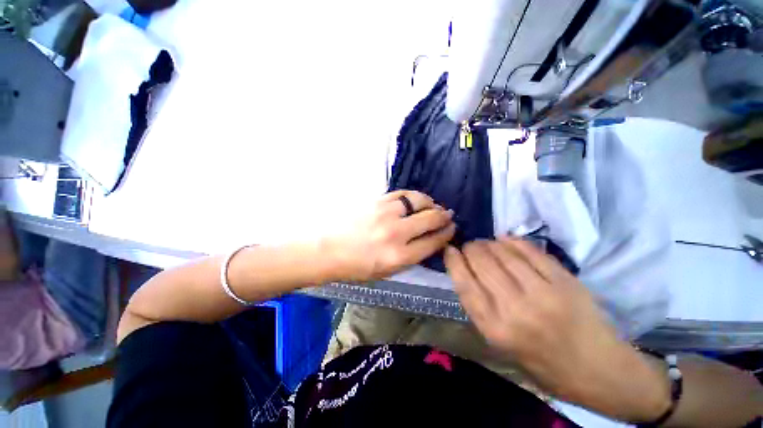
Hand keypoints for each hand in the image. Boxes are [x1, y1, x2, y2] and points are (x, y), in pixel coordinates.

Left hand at [327, 190, 455, 281]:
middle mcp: (395, 233)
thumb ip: (410, 257)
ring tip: (433, 205)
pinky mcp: (376, 201)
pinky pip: (402, 194)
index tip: (452, 228)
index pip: (433, 242)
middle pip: (430, 219)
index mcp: (398, 257)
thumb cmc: (356, 266)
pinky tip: (415, 200)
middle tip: (447, 215)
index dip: (446, 234)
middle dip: (443, 216)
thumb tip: (429, 241)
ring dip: (430, 203)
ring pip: (418, 201)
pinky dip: (413, 196)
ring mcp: (385, 214)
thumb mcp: (386, 271)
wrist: (327, 249)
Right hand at [444, 237, 670, 421]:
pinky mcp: (564, 281)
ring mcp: (543, 293)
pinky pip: (530, 252)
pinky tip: (505, 238)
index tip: (449, 250)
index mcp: (496, 330)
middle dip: (470, 249)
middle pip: (482, 264)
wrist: (600, 371)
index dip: (453, 262)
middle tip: (469, 246)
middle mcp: (515, 310)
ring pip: (503, 254)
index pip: (464, 285)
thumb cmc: (543, 364)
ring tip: (485, 243)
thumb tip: (466, 273)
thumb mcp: (501, 345)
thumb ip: (481, 308)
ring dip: (489, 243)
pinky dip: (513, 241)